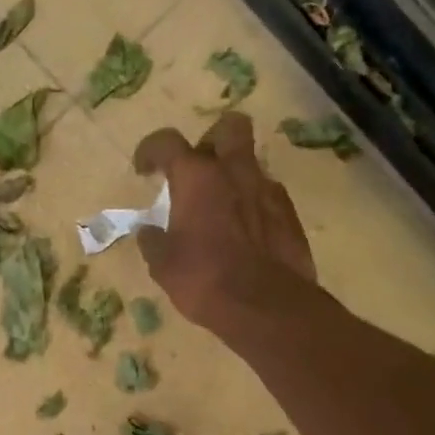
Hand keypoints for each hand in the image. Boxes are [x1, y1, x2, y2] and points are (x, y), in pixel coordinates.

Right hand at [132, 113, 315, 330]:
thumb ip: (153, 241)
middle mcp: (235, 172)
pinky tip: (245, 232)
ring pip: (251, 163)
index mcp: (197, 178)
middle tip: (198, 169)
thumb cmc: (205, 280)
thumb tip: (148, 231)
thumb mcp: (164, 265)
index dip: (151, 150)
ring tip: (221, 207)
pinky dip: (253, 204)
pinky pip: (268, 195)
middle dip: (212, 140)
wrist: (267, 307)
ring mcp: (268, 190)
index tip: (144, 170)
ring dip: (234, 176)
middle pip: (229, 127)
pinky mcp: (290, 214)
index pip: (168, 142)